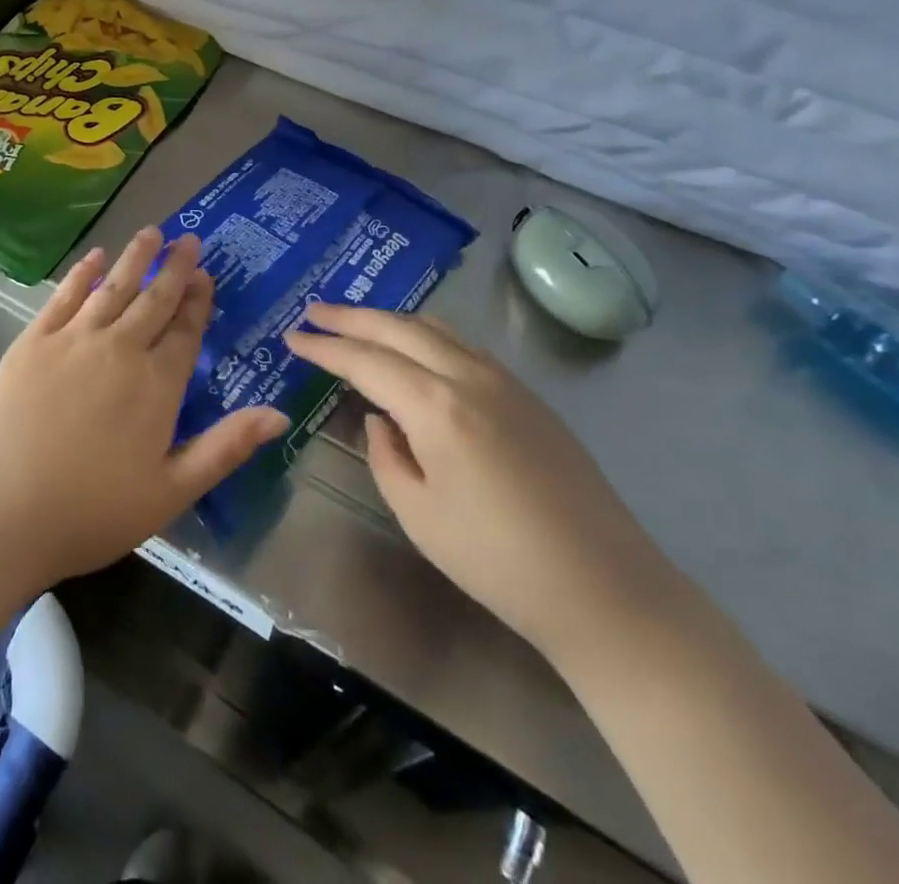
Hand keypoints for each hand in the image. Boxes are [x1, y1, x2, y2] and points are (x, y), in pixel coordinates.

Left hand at [0, 228, 287, 595]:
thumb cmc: (90, 512)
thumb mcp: (170, 492)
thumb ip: (226, 448)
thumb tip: (280, 415)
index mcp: (157, 385)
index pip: (186, 331)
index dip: (198, 301)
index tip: (206, 275)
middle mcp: (120, 349)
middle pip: (154, 299)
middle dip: (174, 267)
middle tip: (188, 238)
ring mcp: (73, 340)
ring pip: (113, 286)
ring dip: (135, 257)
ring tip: (151, 232)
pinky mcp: (33, 341)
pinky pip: (65, 296)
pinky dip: (82, 272)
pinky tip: (94, 256)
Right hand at [285, 304, 677, 660]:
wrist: (605, 588)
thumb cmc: (498, 561)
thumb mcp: (418, 515)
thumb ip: (386, 456)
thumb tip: (381, 419)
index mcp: (437, 406)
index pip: (366, 361)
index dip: (325, 347)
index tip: (293, 337)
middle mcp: (470, 376)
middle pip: (400, 328)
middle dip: (352, 316)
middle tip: (315, 311)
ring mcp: (505, 381)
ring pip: (436, 328)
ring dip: (391, 320)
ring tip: (359, 323)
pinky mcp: (528, 396)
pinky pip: (464, 346)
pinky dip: (427, 335)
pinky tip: (416, 351)